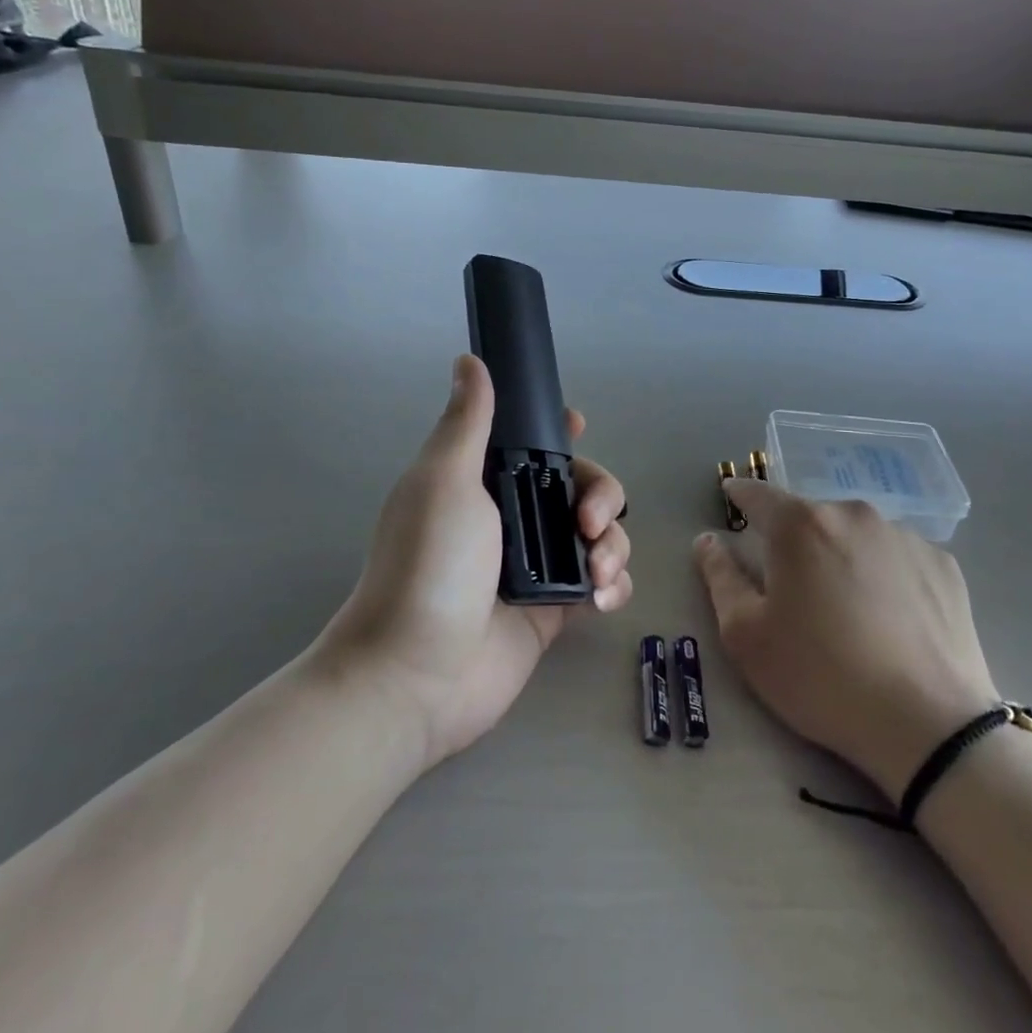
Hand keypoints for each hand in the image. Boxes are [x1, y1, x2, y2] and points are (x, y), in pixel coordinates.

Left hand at [321, 355, 632, 770]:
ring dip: (613, 544)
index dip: (561, 432)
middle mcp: (514, 519)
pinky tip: (602, 599)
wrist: (417, 673)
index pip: (532, 444)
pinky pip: (603, 583)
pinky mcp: (556, 609)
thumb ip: (467, 422)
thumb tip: (470, 360)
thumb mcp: (445, 481)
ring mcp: (538, 566)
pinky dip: (614, 585)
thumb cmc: (429, 565)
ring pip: (600, 534)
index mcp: (485, 483)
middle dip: (602, 495)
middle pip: (581, 487)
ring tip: (597, 573)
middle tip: (590, 520)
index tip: (580, 427)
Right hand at [693, 481, 998, 798]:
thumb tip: (708, 540)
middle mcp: (853, 514)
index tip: (732, 500)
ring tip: (847, 609)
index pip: (757, 494)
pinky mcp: (943, 564)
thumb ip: (720, 577)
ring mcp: (905, 536)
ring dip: (841, 555)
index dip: (739, 496)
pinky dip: (884, 574)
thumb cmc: (820, 678)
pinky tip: (890, 618)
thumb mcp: (746, 636)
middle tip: (794, 587)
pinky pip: (897, 556)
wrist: (929, 727)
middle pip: (809, 516)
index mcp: (800, 524)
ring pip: (855, 535)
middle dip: (794, 540)